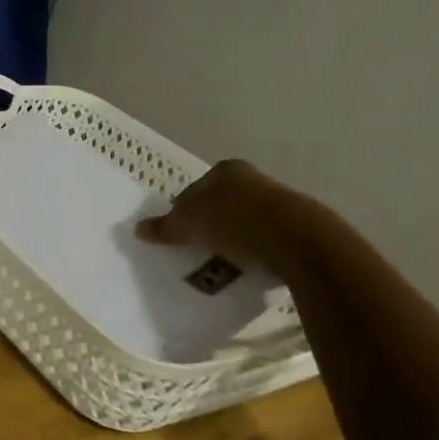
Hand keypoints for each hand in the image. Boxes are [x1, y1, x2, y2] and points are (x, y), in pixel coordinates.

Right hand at [136, 160, 319, 275]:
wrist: (298, 242)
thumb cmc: (234, 222)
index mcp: (226, 170)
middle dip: (209, 224)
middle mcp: (254, 179)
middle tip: (196, 247)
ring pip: (245, 222)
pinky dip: (255, 252)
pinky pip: (266, 240)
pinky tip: (247, 269)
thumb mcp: (187, 225)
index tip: (178, 232)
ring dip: (233, 240)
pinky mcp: (298, 228)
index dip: (183, 209)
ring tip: (220, 263)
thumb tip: (139, 228)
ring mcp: (279, 202)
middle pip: (221, 203)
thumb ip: (164, 226)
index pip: (195, 188)